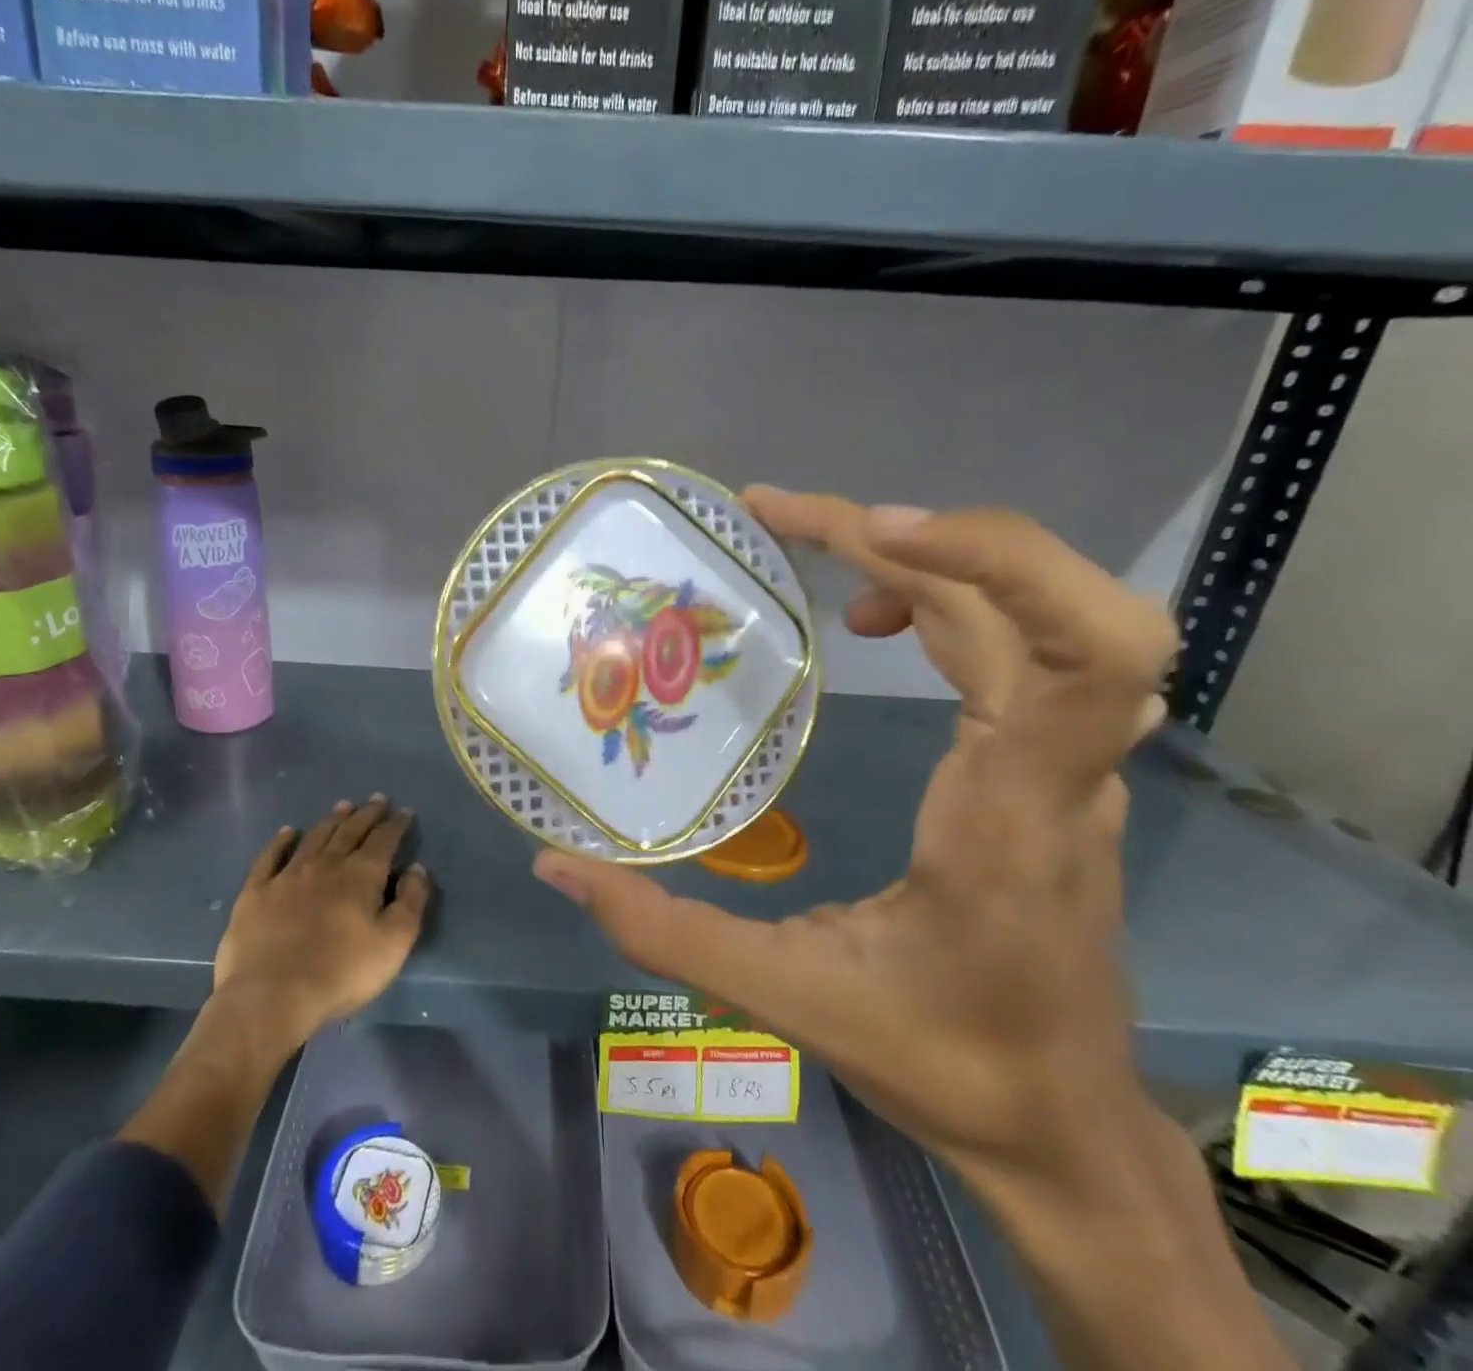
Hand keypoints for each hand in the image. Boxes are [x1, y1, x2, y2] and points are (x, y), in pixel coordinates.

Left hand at [212, 796, 430, 1050]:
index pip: (383, 840)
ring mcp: (287, 876)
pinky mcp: (256, 892)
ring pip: (314, 837)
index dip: (395, 825)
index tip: (404, 812)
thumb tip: (416, 868)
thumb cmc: (341, 973)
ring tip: (342, 807)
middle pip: (350, 831)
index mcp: (361, 875)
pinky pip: (270, 857)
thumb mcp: (393, 944)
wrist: (271, 997)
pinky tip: (287, 832)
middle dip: (366, 814)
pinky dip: (281, 841)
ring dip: (331, 820)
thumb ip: (410, 902)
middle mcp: (325, 865)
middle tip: (377, 800)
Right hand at [534, 492, 1176, 1182]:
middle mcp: (1059, 769)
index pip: (1084, 652)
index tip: (869, 535)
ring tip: (818, 545)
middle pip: (1051, 602)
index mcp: (1011, 814)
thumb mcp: (787, 997)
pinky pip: (1020, 641)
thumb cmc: (943, 1060)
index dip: (994, 562)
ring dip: (928, 555)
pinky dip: (947, 595)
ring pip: (1035, 611)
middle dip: (927, 535)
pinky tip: (875, 617)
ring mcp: (1068, 762)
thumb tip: (557, 866)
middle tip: (793, 519)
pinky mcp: (1052, 762)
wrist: (1061, 1123)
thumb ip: (664, 930)